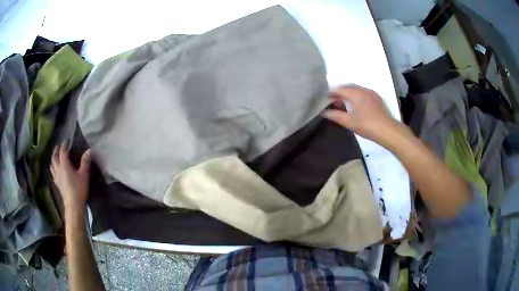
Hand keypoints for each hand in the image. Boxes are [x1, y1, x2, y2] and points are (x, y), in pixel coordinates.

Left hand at [50, 143, 90, 213]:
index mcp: (64, 165)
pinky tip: (56, 170)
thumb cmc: (78, 189)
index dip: (64, 144)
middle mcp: (58, 169)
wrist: (73, 205)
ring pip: (52, 165)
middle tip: (58, 146)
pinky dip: (53, 168)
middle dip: (56, 150)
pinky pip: (53, 173)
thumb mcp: (84, 175)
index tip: (67, 139)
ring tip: (55, 157)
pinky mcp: (57, 184)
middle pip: (54, 157)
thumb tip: (89, 150)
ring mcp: (56, 177)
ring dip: (53, 159)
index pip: (62, 151)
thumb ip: (85, 162)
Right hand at [323, 86, 402, 144]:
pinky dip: (357, 96)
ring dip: (349, 94)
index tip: (325, 97)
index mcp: (356, 93)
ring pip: (357, 90)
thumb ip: (335, 115)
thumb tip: (324, 112)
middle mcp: (364, 90)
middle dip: (340, 92)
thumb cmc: (367, 125)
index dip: (332, 92)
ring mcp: (372, 94)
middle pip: (349, 87)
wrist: (387, 130)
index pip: (341, 89)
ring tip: (344, 103)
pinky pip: (364, 93)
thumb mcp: (349, 122)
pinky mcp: (377, 99)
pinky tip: (356, 105)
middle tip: (333, 100)